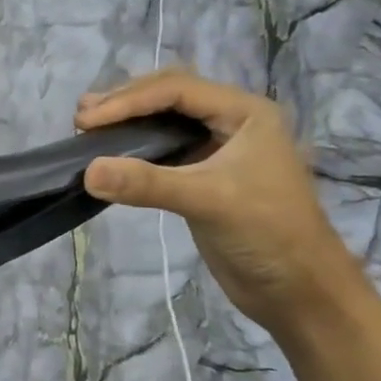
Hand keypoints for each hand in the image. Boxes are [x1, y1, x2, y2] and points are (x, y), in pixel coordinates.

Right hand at [75, 69, 365, 334]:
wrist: (298, 290)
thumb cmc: (267, 233)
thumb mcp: (207, 201)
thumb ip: (147, 183)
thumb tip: (87, 171)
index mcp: (245, 113)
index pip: (176, 90)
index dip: (127, 100)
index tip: (86, 121)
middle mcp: (232, 122)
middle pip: (169, 96)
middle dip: (125, 102)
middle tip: (82, 117)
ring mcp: (217, 149)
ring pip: (164, 121)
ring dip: (127, 122)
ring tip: (88, 127)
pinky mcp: (203, 177)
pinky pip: (163, 149)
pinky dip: (134, 148)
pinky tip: (110, 155)